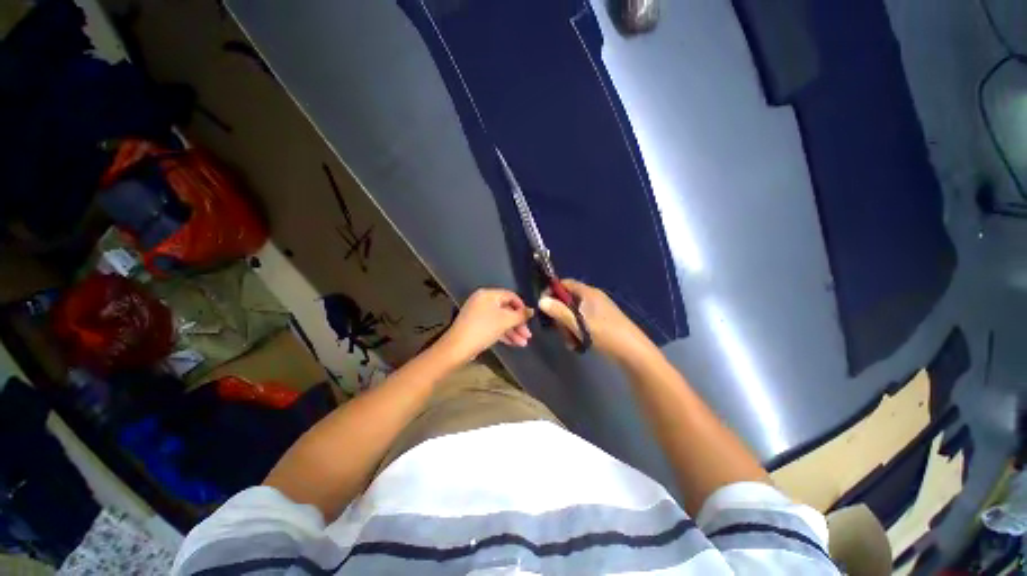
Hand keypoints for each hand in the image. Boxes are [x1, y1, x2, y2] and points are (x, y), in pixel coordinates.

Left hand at [438, 288, 534, 363]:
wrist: (458, 347)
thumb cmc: (483, 329)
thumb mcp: (505, 321)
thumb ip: (520, 315)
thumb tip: (531, 311)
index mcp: (488, 294)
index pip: (510, 296)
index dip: (522, 307)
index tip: (529, 319)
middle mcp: (483, 301)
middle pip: (506, 309)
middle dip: (518, 323)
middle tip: (528, 335)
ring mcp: (478, 314)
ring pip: (500, 320)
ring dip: (513, 331)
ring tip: (523, 343)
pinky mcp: (476, 325)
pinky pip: (493, 326)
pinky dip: (503, 333)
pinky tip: (514, 343)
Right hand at [538, 279, 653, 361]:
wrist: (633, 352)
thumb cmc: (606, 334)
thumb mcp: (579, 324)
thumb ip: (559, 312)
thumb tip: (541, 301)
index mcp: (588, 293)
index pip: (565, 284)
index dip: (552, 291)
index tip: (544, 305)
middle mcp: (592, 298)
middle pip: (568, 300)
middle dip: (560, 316)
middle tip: (559, 330)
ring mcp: (598, 310)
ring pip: (574, 314)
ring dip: (568, 327)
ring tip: (571, 341)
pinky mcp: (601, 321)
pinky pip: (582, 321)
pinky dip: (577, 331)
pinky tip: (578, 344)